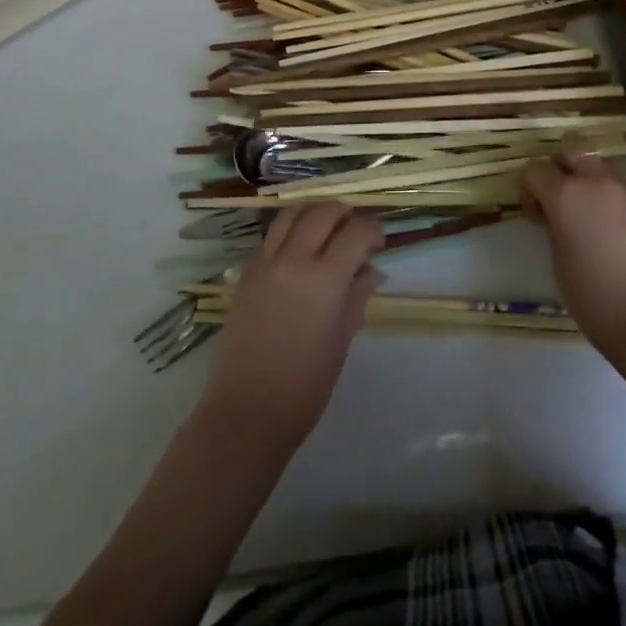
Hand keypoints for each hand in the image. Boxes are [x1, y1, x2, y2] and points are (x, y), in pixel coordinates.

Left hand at [199, 204, 383, 451]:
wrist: (246, 412)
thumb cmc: (304, 387)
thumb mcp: (341, 341)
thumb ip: (356, 297)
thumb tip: (369, 270)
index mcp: (324, 280)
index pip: (355, 234)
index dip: (372, 231)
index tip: (379, 240)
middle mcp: (293, 260)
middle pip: (322, 213)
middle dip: (344, 214)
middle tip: (354, 230)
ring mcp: (265, 263)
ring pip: (292, 214)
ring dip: (314, 212)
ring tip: (326, 227)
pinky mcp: (246, 273)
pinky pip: (271, 235)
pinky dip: (290, 230)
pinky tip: (298, 248)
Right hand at [519, 139, 625, 349]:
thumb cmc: (593, 298)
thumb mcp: (557, 260)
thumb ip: (554, 225)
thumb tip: (557, 215)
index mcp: (567, 195)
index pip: (535, 169)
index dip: (529, 189)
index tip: (535, 215)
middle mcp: (598, 183)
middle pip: (573, 148)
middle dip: (562, 166)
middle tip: (562, 199)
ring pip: (604, 169)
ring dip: (592, 184)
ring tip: (595, 220)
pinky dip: (618, 207)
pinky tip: (623, 240)